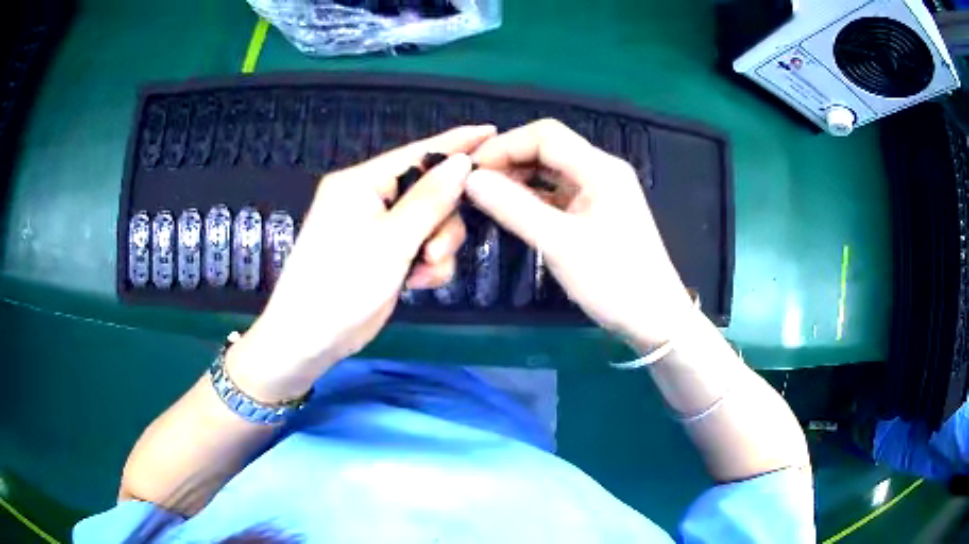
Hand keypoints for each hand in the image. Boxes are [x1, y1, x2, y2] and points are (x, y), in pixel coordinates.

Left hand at [227, 125, 495, 402]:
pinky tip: (416, 282)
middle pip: (429, 191)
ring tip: (423, 273)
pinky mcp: (383, 253)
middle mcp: (369, 198)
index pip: (417, 153)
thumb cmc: (342, 285)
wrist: (309, 339)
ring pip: (429, 222)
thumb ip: (430, 200)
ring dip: (436, 248)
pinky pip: (419, 246)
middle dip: (441, 222)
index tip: (491, 132)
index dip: (456, 143)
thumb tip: (461, 162)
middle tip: (435, 252)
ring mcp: (376, 228)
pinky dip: (426, 265)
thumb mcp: (391, 241)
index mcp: (361, 182)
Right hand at [466, 119, 693, 350]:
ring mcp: (600, 192)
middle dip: (509, 160)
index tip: (469, 168)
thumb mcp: (560, 243)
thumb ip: (514, 207)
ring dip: (518, 178)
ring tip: (484, 195)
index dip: (504, 145)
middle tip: (472, 183)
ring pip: (551, 171)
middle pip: (548, 148)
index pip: (545, 135)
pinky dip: (532, 196)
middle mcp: (601, 171)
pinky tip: (510, 208)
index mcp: (600, 168)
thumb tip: (470, 179)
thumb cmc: (614, 280)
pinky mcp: (595, 212)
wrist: (654, 318)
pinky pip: (557, 193)